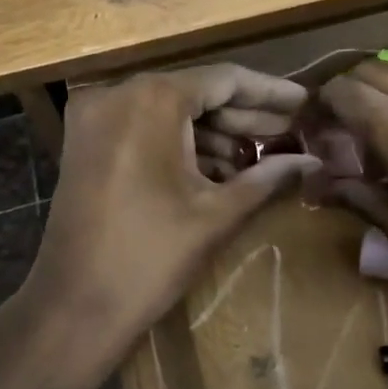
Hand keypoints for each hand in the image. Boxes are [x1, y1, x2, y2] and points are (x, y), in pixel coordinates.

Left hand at [21, 65, 319, 379]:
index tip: (305, 102)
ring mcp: (95, 117)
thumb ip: (268, 177)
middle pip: (196, 92)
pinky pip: (144, 128)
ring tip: (264, 152)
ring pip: (170, 111)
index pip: (225, 79)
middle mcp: (118, 94)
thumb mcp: (217, 214)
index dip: (270, 91)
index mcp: (152, 100)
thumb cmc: (151, 258)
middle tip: (291, 130)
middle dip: (244, 115)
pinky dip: (181, 142)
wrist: (73, 309)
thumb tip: (314, 161)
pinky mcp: (85, 143)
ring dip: (215, 131)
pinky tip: (222, 166)